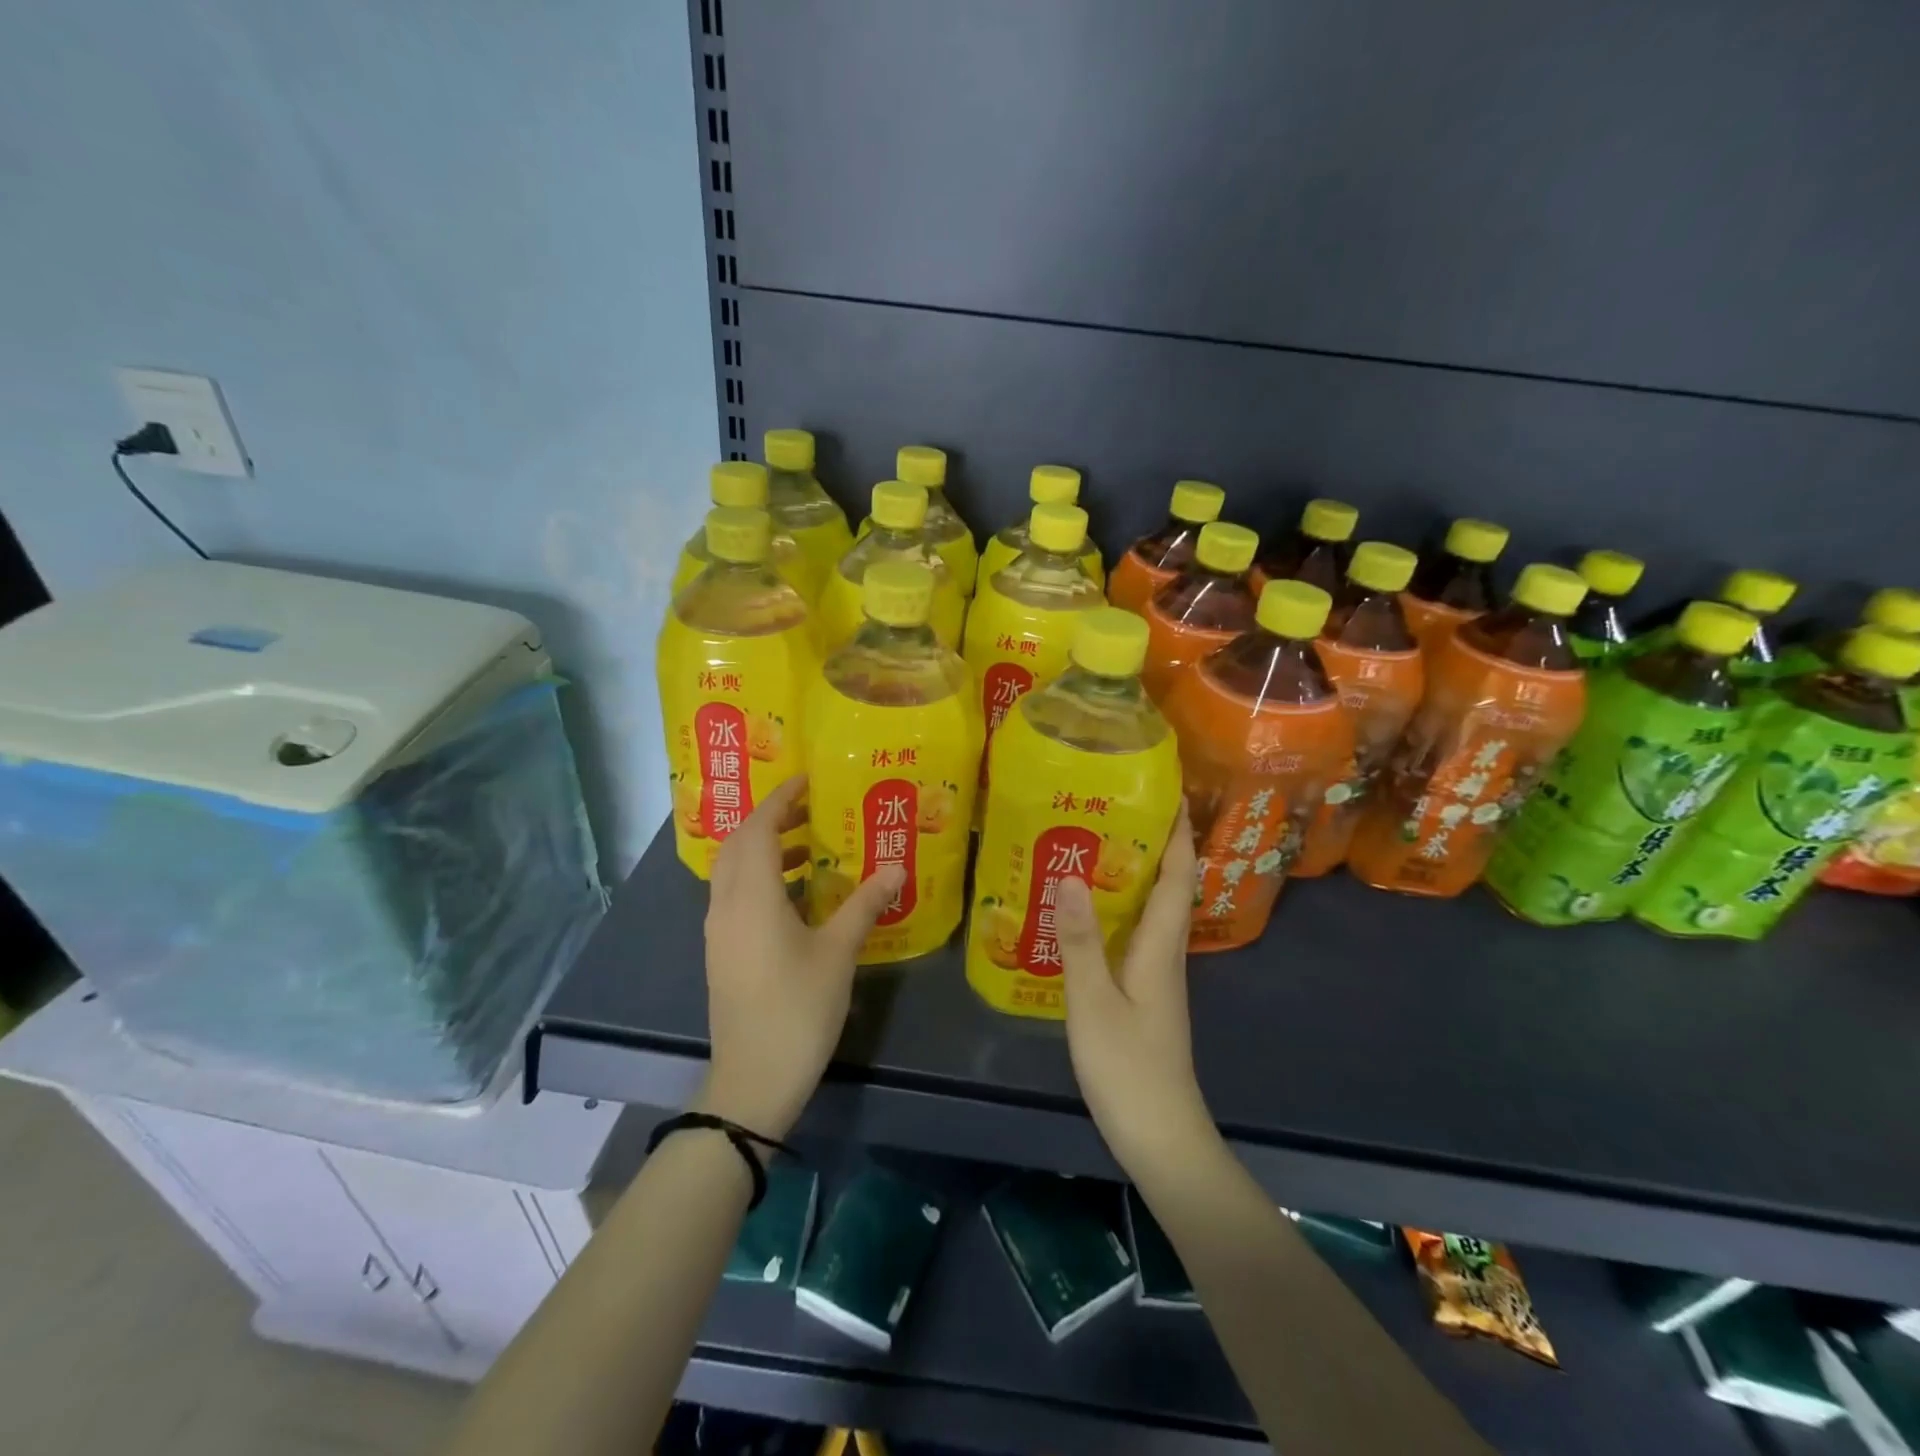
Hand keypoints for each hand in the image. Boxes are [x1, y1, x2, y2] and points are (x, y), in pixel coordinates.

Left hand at [697, 776, 903, 1139]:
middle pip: (739, 844)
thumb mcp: (838, 953)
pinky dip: (760, 878)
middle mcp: (726, 904)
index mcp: (752, 896)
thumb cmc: (798, 1009)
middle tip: (810, 808)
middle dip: (770, 819)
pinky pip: (735, 895)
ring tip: (809, 848)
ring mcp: (719, 930)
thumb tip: (897, 869)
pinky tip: (796, 895)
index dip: (780, 799)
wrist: (752, 1079)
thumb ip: (865, 905)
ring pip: (734, 870)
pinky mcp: (722, 951)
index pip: (760, 829)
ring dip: (765, 849)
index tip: (806, 780)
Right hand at [1055, 802, 1217, 1180]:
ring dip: (1135, 877)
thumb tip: (1070, 876)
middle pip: (1169, 888)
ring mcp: (1157, 976)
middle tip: (1114, 810)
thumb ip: (1080, 940)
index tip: (1167, 794)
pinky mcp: (1144, 995)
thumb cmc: (1128, 1067)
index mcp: (1162, 947)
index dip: (1177, 835)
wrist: (1161, 1136)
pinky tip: (1087, 914)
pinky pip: (1135, 937)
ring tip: (1095, 848)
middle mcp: (1166, 954)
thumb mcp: (1094, 1001)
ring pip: (1152, 912)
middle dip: (1152, 846)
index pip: (1179, 877)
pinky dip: (1119, 912)